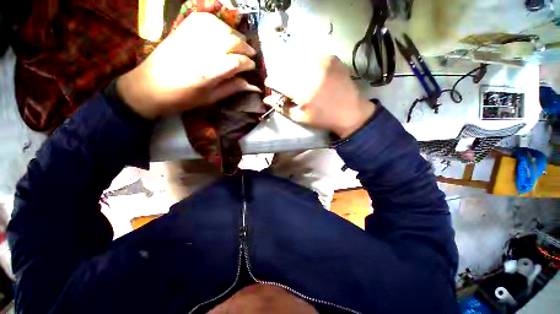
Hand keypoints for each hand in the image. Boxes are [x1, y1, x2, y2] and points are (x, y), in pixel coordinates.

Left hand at [117, 13, 260, 119]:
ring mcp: (189, 38)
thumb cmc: (181, 99)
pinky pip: (204, 19)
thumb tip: (250, 84)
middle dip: (245, 47)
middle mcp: (200, 52)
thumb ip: (231, 89)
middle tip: (251, 54)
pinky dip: (218, 23)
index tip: (252, 67)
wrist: (149, 87)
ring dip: (235, 34)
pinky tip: (223, 30)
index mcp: (207, 74)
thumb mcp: (209, 99)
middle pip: (231, 41)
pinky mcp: (181, 30)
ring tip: (240, 42)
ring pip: (220, 28)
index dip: (248, 63)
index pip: (236, 62)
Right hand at [264, 56, 375, 138]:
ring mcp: (323, 62)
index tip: (270, 83)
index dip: (271, 81)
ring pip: (299, 57)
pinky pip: (313, 54)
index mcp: (302, 90)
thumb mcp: (301, 118)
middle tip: (285, 82)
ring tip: (297, 76)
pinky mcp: (332, 58)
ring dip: (293, 66)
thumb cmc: (323, 118)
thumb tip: (267, 100)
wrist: (351, 112)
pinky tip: (310, 70)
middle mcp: (311, 72)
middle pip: (286, 66)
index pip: (278, 80)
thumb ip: (283, 108)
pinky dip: (307, 61)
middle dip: (282, 73)